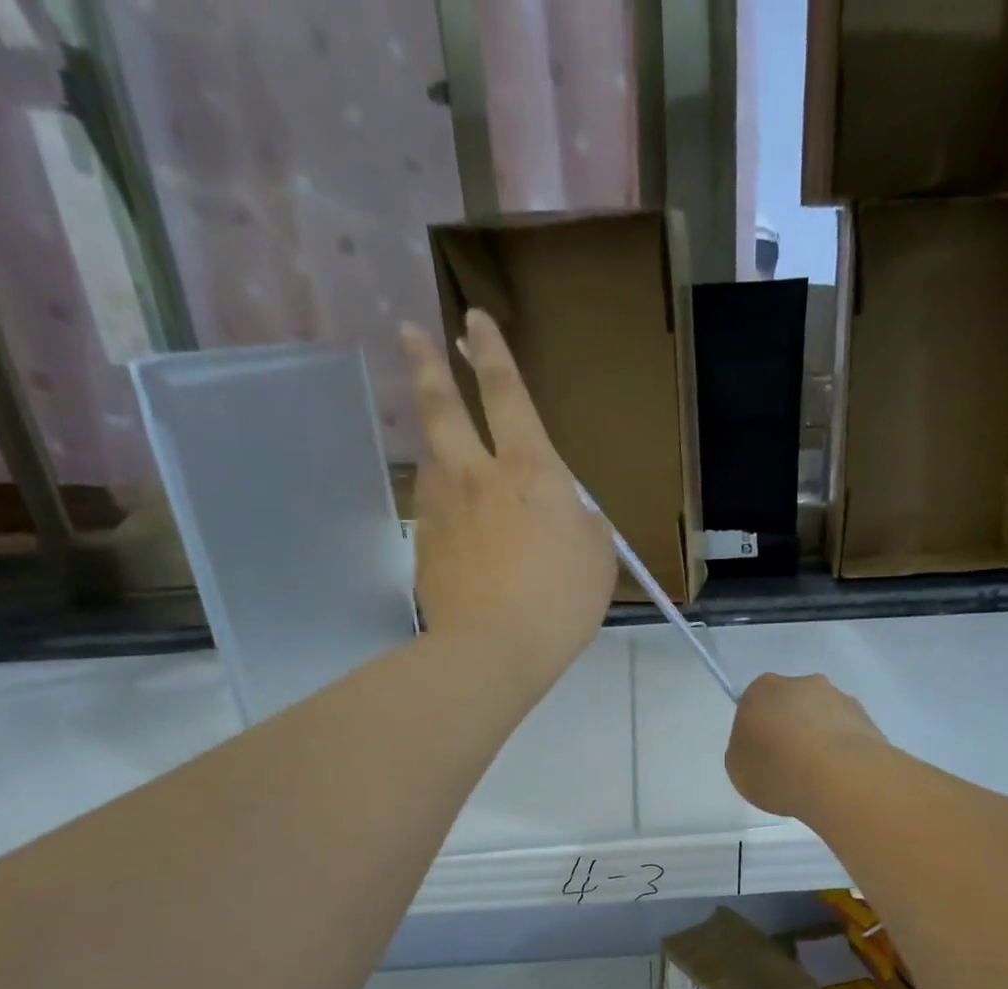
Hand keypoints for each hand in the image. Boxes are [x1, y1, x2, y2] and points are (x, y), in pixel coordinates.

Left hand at [399, 310, 616, 687]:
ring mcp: (442, 509)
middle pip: (442, 408)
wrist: (493, 649)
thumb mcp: (598, 555)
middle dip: (427, 364)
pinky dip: (442, 504)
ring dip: (435, 441)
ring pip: (431, 458)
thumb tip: (567, 513)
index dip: (491, 353)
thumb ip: (582, 522)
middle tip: (409, 332)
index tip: (473, 319)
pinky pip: (432, 510)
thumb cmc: (560, 599)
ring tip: (442, 441)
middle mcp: (476, 475)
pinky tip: (452, 521)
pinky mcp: (424, 545)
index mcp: (528, 470)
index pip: (505, 394)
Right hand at [726, 672, 888, 819]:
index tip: (762, 757)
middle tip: (790, 765)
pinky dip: (843, 751)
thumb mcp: (738, 769)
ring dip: (820, 738)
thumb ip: (745, 751)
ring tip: (820, 777)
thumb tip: (760, 748)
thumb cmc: (776, 769)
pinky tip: (841, 777)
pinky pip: (848, 734)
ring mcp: (839, 698)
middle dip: (791, 728)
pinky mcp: (868, 718)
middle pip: (791, 705)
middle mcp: (802, 684)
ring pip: (823, 717)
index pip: (754, 705)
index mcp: (762, 689)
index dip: (757, 732)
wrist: (839, 777)